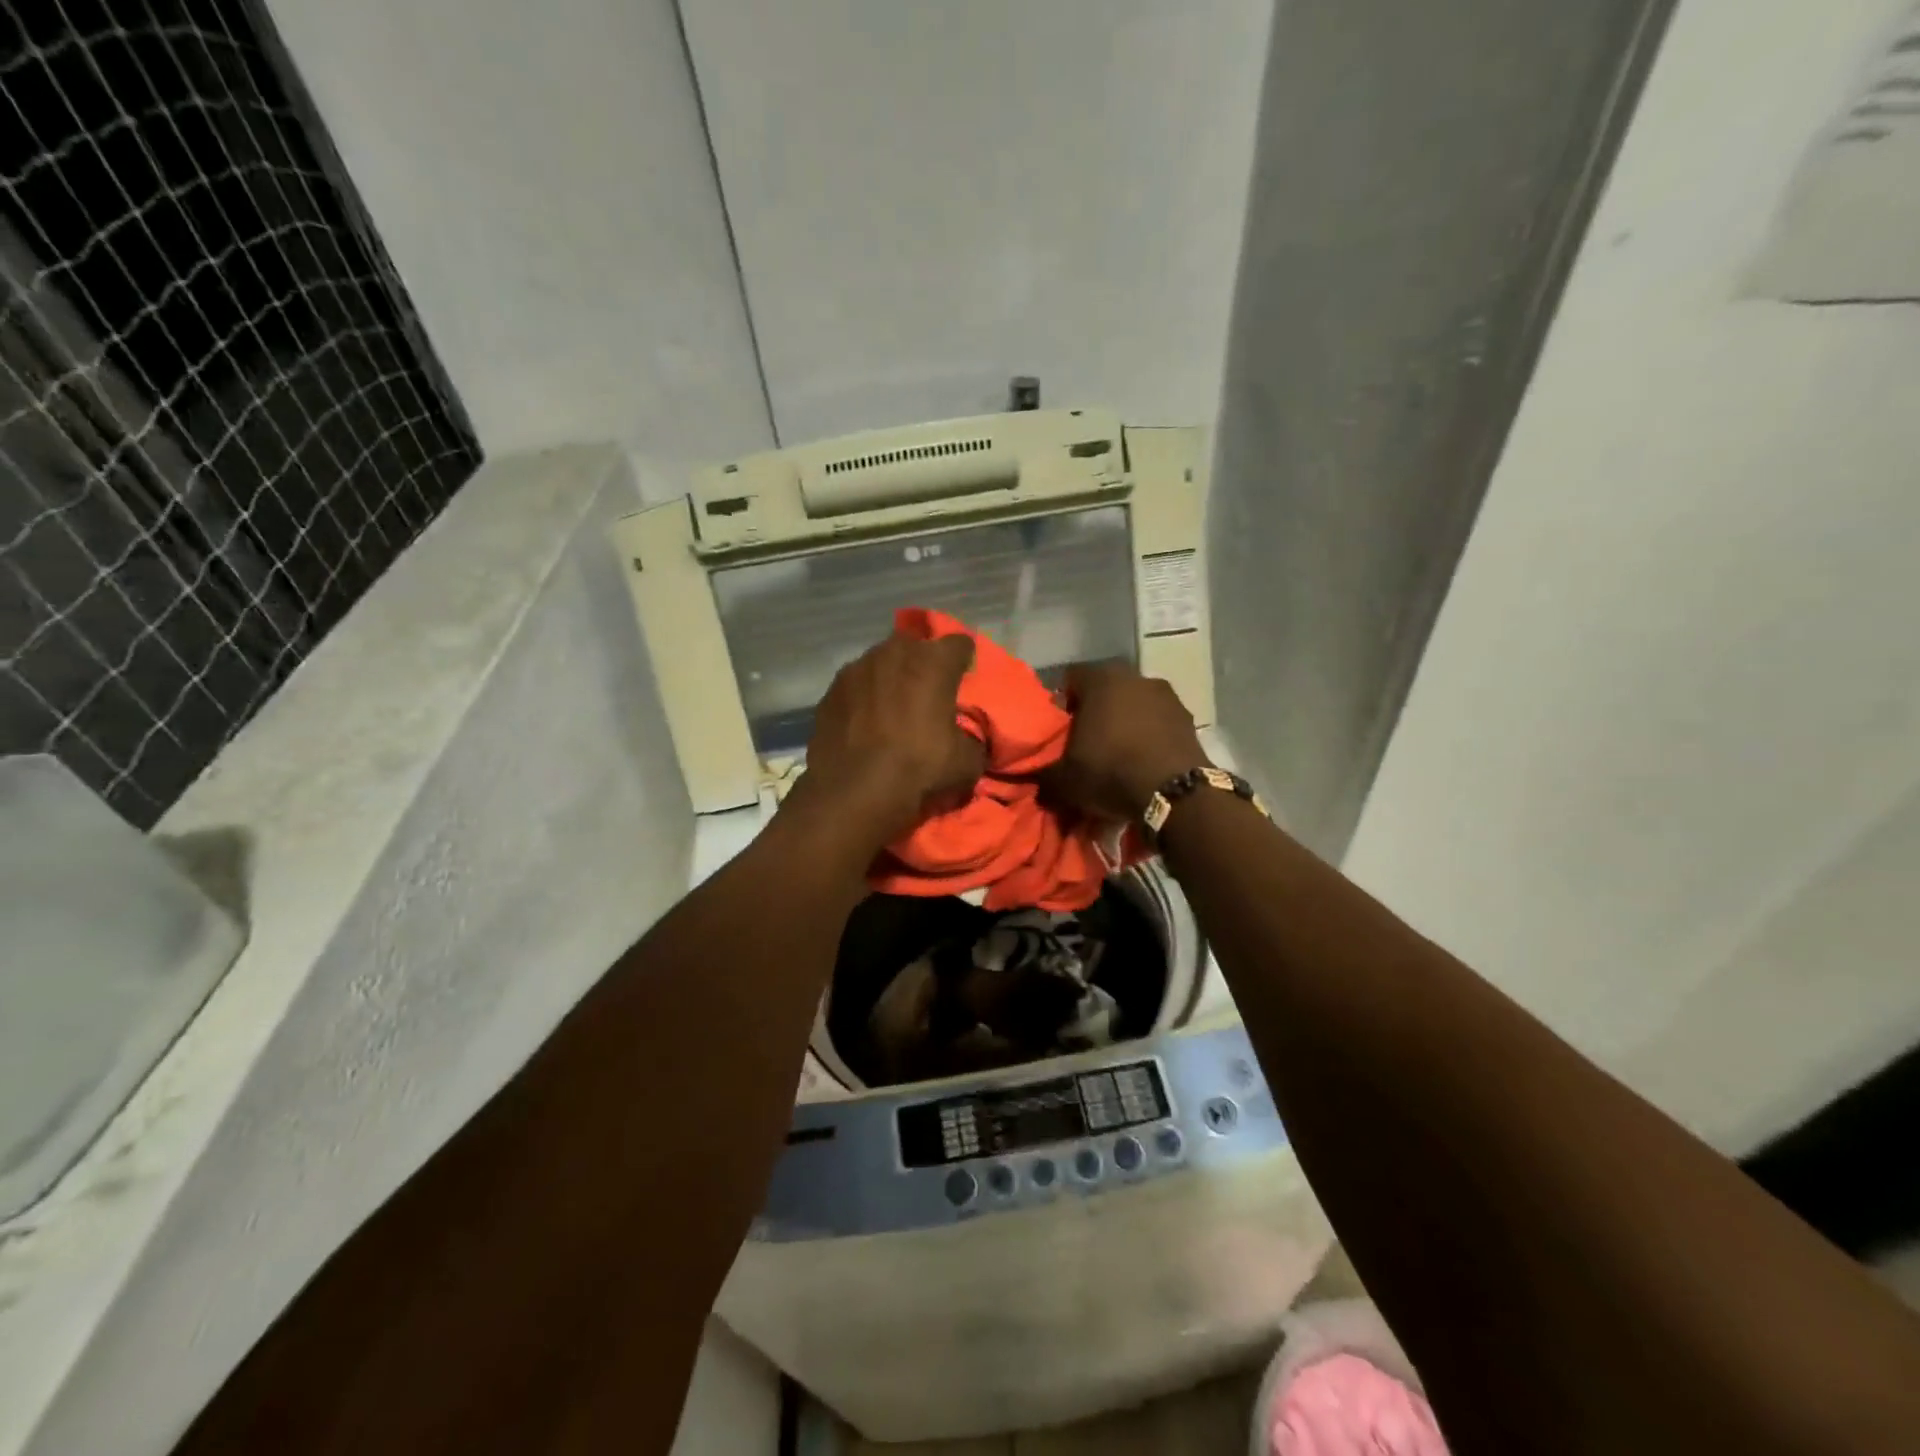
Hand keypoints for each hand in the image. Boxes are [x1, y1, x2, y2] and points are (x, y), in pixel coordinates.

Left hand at [789, 631, 984, 845]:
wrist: (854, 791)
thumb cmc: (919, 768)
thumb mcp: (967, 762)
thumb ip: (972, 740)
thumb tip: (967, 741)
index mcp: (933, 662)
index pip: (959, 643)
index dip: (964, 661)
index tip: (962, 680)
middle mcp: (894, 653)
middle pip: (916, 647)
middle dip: (923, 665)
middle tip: (926, 696)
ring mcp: (857, 668)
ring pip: (881, 663)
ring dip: (890, 679)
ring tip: (891, 710)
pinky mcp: (831, 690)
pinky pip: (855, 686)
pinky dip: (862, 698)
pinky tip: (864, 724)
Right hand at [1044, 661, 1207, 821]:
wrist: (1174, 794)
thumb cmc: (1110, 772)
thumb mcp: (1063, 780)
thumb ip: (1042, 773)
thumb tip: (1033, 777)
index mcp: (1100, 679)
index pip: (1070, 680)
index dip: (1062, 705)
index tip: (1060, 732)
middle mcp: (1135, 677)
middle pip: (1105, 691)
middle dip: (1095, 713)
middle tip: (1086, 744)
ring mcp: (1167, 696)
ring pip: (1134, 705)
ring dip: (1125, 724)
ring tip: (1118, 756)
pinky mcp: (1188, 719)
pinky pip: (1158, 723)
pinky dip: (1149, 737)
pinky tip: (1144, 763)